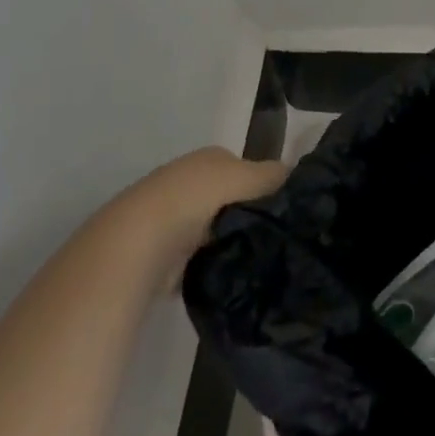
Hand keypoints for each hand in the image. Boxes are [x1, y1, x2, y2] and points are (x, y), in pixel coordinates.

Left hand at [112, 147, 286, 289]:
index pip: (247, 169)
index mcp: (209, 159)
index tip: (285, 213)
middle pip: (231, 199)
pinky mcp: (166, 254)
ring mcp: (176, 218)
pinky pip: (201, 257)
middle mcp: (191, 181)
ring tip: (258, 261)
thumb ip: (270, 176)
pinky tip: (230, 276)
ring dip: (231, 242)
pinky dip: (212, 265)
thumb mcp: (241, 177)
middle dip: (248, 216)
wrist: (138, 243)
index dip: (265, 187)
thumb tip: (296, 177)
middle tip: (275, 239)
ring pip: (217, 229)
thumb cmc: (193, 198)